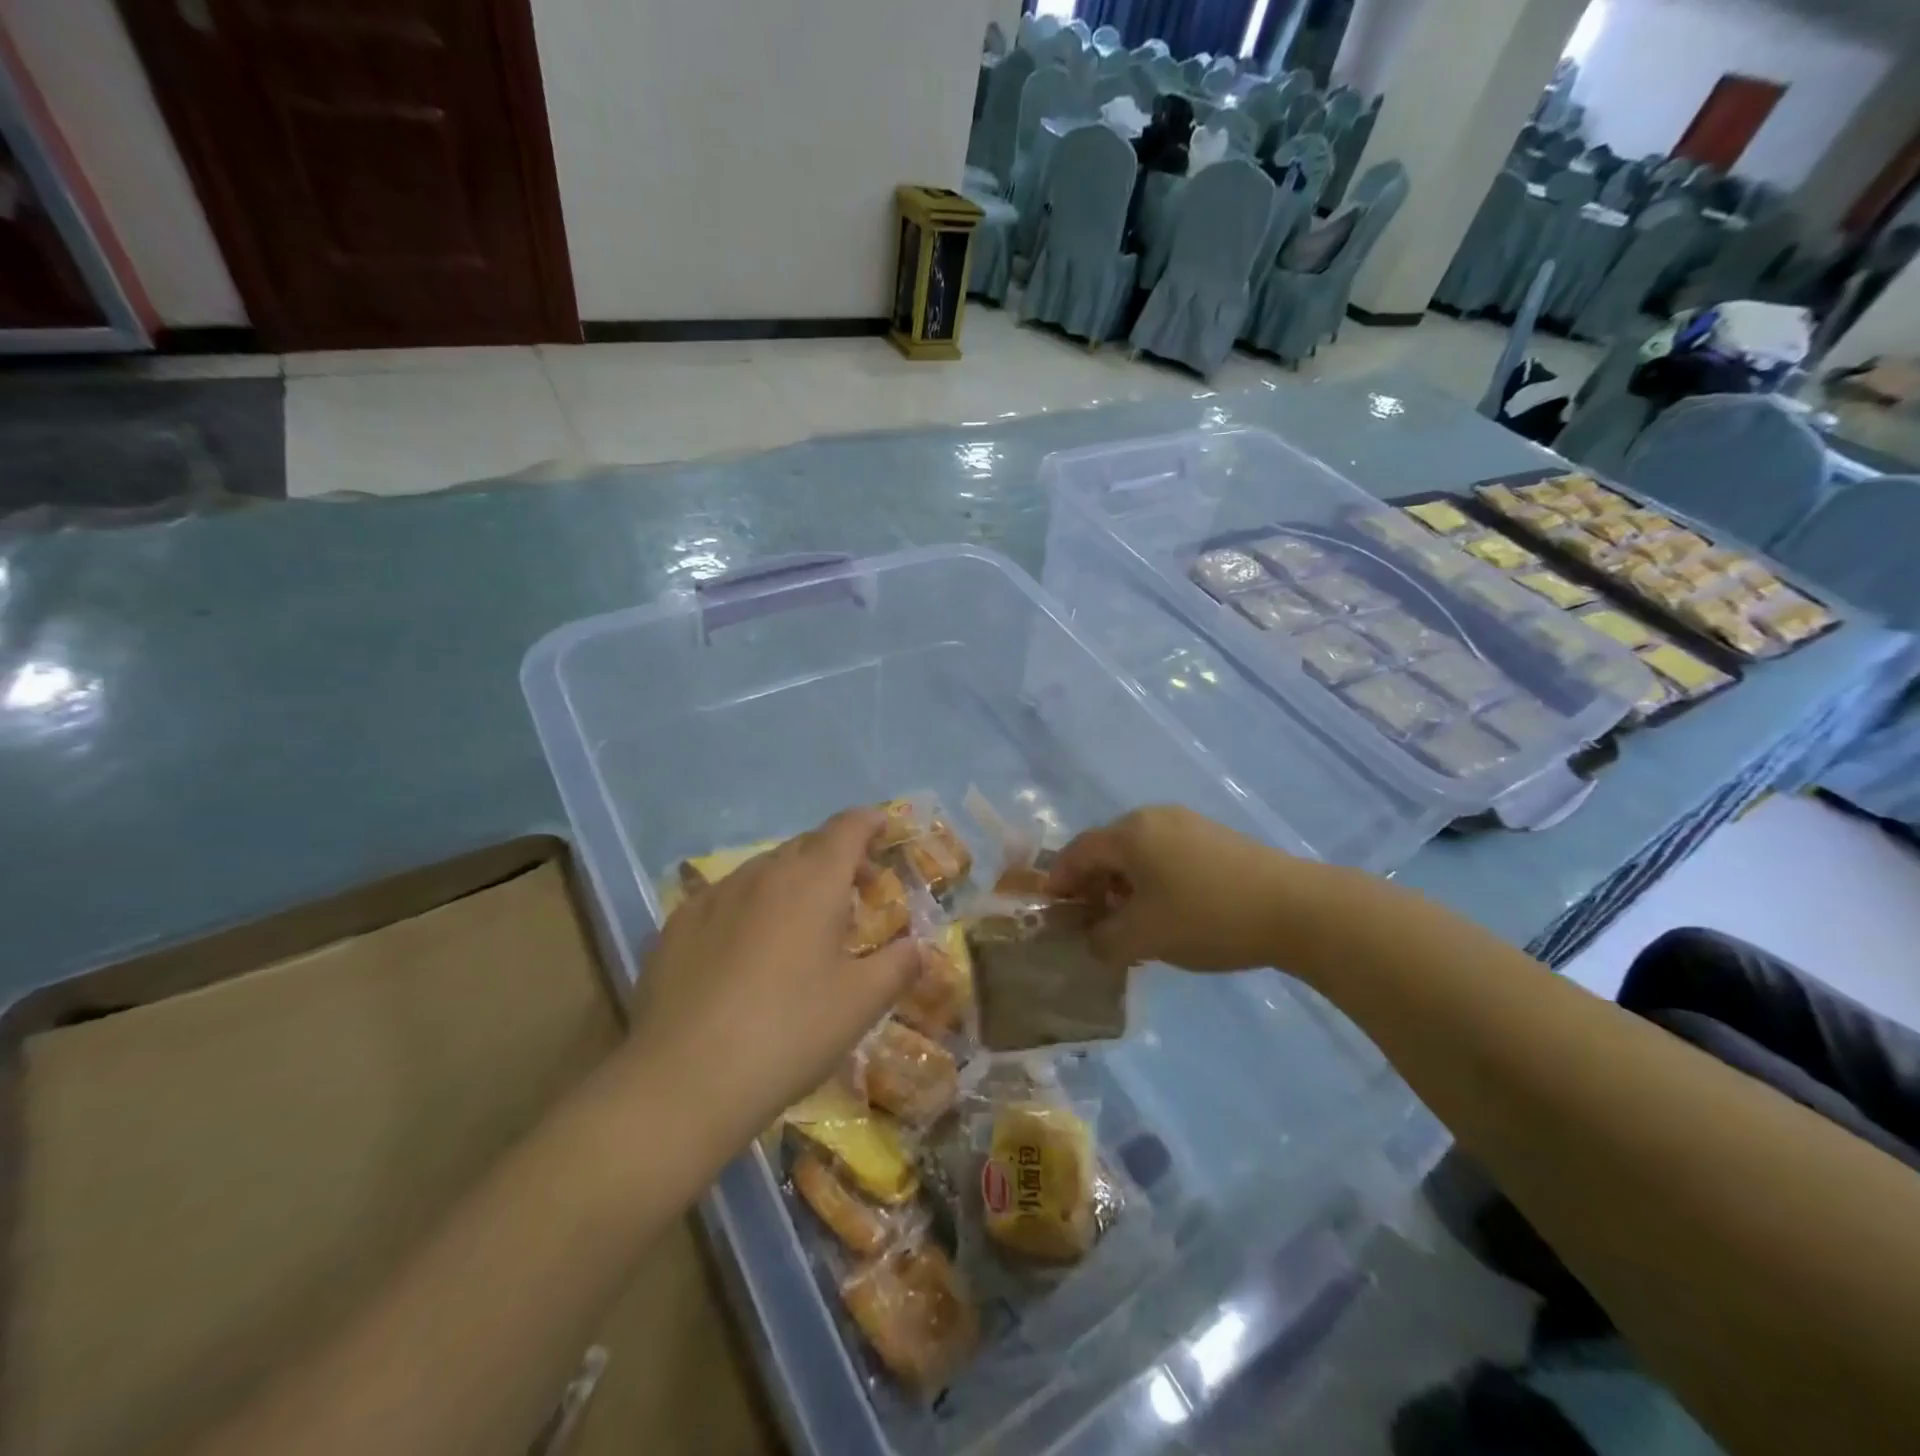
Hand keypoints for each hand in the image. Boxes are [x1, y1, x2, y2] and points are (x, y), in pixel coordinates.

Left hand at [627, 808, 923, 1138]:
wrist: (685, 1079)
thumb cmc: (790, 1031)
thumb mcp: (861, 1003)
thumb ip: (898, 965)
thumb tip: (919, 948)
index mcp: (813, 881)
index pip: (847, 828)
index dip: (869, 822)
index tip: (883, 829)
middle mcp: (763, 874)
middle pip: (806, 845)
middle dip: (836, 857)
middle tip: (855, 891)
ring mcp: (713, 896)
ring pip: (763, 870)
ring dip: (792, 882)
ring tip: (801, 924)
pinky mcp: (676, 926)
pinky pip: (724, 898)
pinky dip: (749, 906)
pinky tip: (745, 948)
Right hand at [1046, 805, 1308, 970]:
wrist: (1296, 909)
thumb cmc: (1207, 917)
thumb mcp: (1144, 938)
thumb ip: (1104, 940)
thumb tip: (1091, 940)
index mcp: (1129, 834)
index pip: (1077, 852)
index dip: (1059, 881)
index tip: (1053, 911)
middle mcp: (1153, 818)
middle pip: (1107, 849)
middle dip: (1092, 884)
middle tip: (1090, 920)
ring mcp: (1188, 824)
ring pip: (1138, 852)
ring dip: (1123, 884)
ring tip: (1129, 921)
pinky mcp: (1215, 837)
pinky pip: (1166, 854)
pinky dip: (1152, 880)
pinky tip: (1167, 910)